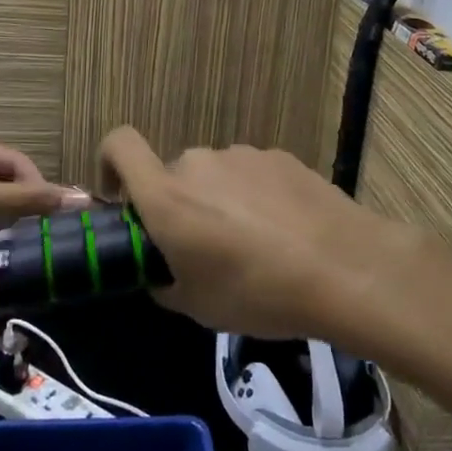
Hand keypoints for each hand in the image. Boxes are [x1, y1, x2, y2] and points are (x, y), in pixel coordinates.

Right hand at [98, 126, 420, 341]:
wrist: (342, 267)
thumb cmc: (256, 293)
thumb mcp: (196, 306)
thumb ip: (164, 280)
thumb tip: (163, 270)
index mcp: (167, 195)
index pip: (119, 144)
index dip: (109, 163)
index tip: (122, 200)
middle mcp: (198, 163)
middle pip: (173, 175)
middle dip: (179, 206)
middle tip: (205, 251)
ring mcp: (242, 155)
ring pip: (214, 176)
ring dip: (219, 202)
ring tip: (253, 247)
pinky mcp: (279, 156)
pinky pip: (250, 174)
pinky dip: (254, 196)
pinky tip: (283, 232)